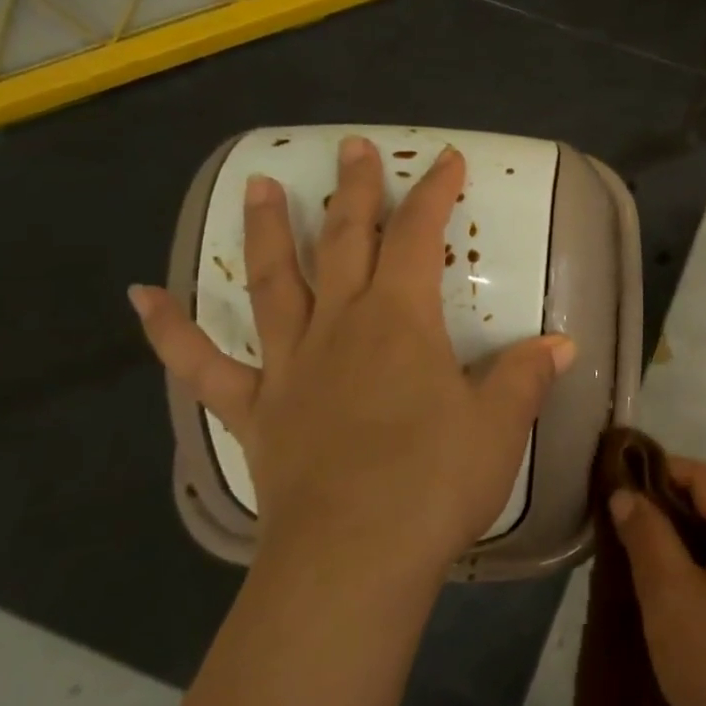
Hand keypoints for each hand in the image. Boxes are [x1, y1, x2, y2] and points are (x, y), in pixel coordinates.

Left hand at [130, 137, 575, 575]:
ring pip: (273, 282)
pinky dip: (170, 331)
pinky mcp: (257, 410)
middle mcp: (340, 325)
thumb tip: (563, 344)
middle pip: (345, 239)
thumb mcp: (499, 425)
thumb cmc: (435, 481)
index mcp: (400, 319)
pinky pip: (205, 365)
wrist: (355, 558)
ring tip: (258, 185)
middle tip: (353, 147)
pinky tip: (142, 297)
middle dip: (356, 189)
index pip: (420, 236)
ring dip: (265, 231)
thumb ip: (527, 376)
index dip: (435, 192)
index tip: (447, 159)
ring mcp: (291, 365)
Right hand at [611, 459, 705, 705]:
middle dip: (665, 512)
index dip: (651, 476)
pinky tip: (673, 592)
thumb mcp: (671, 599)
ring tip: (636, 562)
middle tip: (617, 535)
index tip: (608, 493)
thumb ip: (647, 536)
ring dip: (682, 541)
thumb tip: (625, 494)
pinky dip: (704, 566)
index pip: (698, 474)